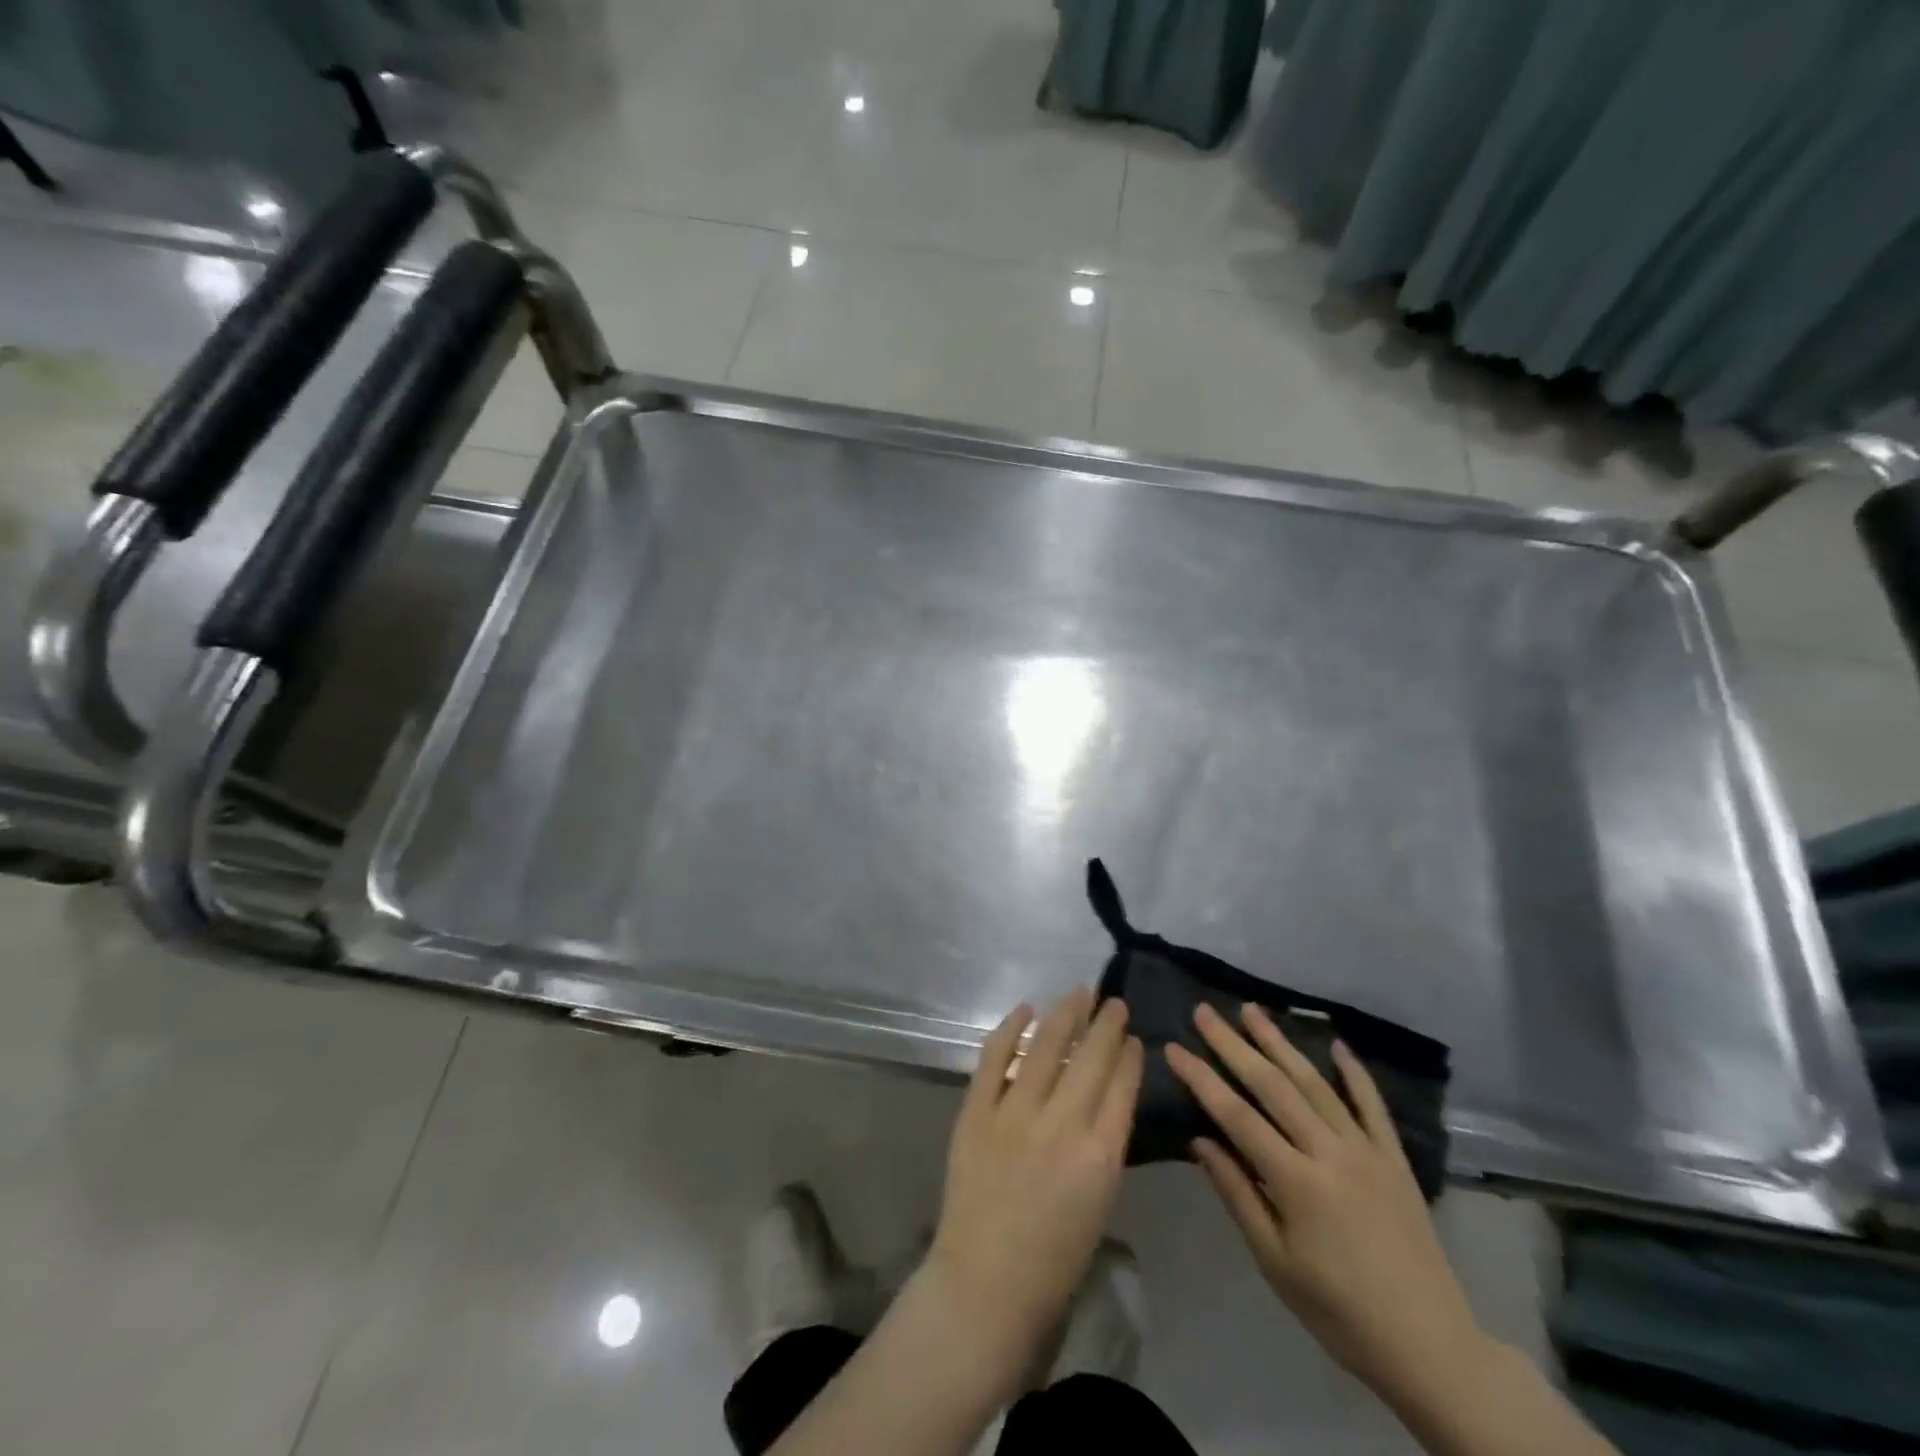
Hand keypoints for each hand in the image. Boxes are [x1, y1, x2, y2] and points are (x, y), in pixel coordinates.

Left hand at [920, 989, 1143, 1387]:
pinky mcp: (977, 1111)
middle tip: (1112, 1001)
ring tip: (1078, 992)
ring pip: (1045, 1045)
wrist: (985, 1286)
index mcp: (1100, 1155)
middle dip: (1105, 1024)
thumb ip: (1103, 1145)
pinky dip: (1010, 1028)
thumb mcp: (1100, 1202)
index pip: (1122, 1085)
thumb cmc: (1054, 1261)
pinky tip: (1024, 1008)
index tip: (1132, 1035)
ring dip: (1064, 1014)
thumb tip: (1102, 1098)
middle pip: (1090, 1057)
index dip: (1129, 1054)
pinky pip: (995, 1057)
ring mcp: (1014, 1113)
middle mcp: (1061, 1123)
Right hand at [1167, 1003, 1489, 1406]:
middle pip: (1273, 1086)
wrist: (1429, 1347)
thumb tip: (1199, 1141)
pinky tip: (1336, 1045)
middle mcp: (1329, 1152)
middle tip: (1205, 1012)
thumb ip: (1237, 1195)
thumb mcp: (1275, 1263)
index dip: (1202, 1078)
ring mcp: (1366, 1150)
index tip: (1174, 1047)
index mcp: (1296, 1181)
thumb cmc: (1338, 1311)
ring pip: (1316, 1084)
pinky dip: (1354, 1073)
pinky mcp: (1395, 1159)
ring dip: (1280, 1043)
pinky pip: (1372, 1105)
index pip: (1236, 1115)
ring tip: (1252, 1010)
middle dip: (1234, 1045)